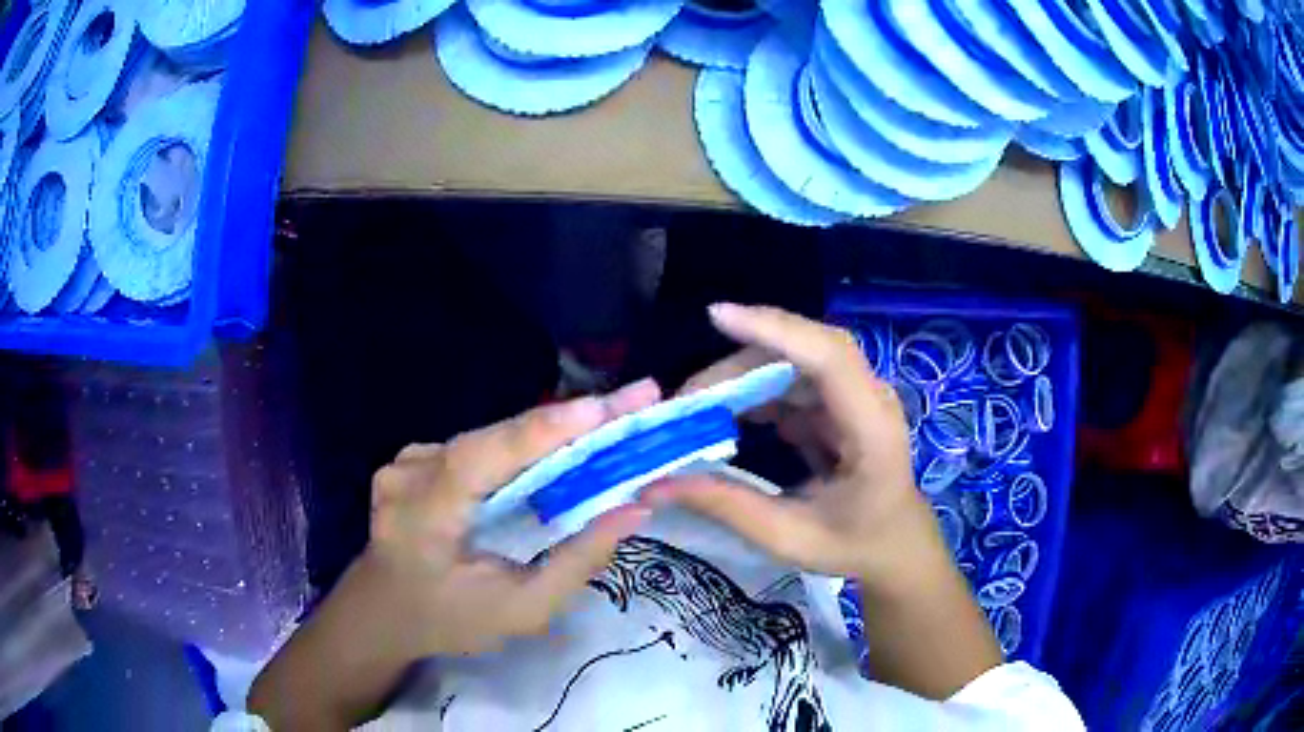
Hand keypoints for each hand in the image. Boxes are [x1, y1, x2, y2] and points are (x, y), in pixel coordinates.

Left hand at [363, 379, 660, 657]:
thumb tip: (635, 510)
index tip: (606, 407)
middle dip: (569, 421)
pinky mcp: (411, 458)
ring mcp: (405, 461)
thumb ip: (578, 562)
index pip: (484, 457)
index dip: (545, 428)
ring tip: (610, 422)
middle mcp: (409, 473)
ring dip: (548, 433)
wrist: (382, 612)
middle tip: (636, 400)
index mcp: (423, 516)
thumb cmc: (451, 620)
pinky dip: (519, 448)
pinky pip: (476, 447)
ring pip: (490, 438)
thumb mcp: (522, 611)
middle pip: (496, 437)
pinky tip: (554, 452)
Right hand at [646, 304, 938, 583]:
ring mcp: (854, 396)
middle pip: (803, 352)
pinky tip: (723, 418)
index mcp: (872, 429)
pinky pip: (791, 383)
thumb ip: (729, 507)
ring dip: (741, 380)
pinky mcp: (838, 402)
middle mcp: (869, 398)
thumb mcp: (791, 538)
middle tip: (685, 401)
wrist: (896, 546)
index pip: (830, 356)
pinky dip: (753, 395)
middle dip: (739, 365)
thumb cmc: (855, 546)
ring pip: (792, 363)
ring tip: (694, 412)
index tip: (718, 316)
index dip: (776, 329)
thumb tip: (659, 484)